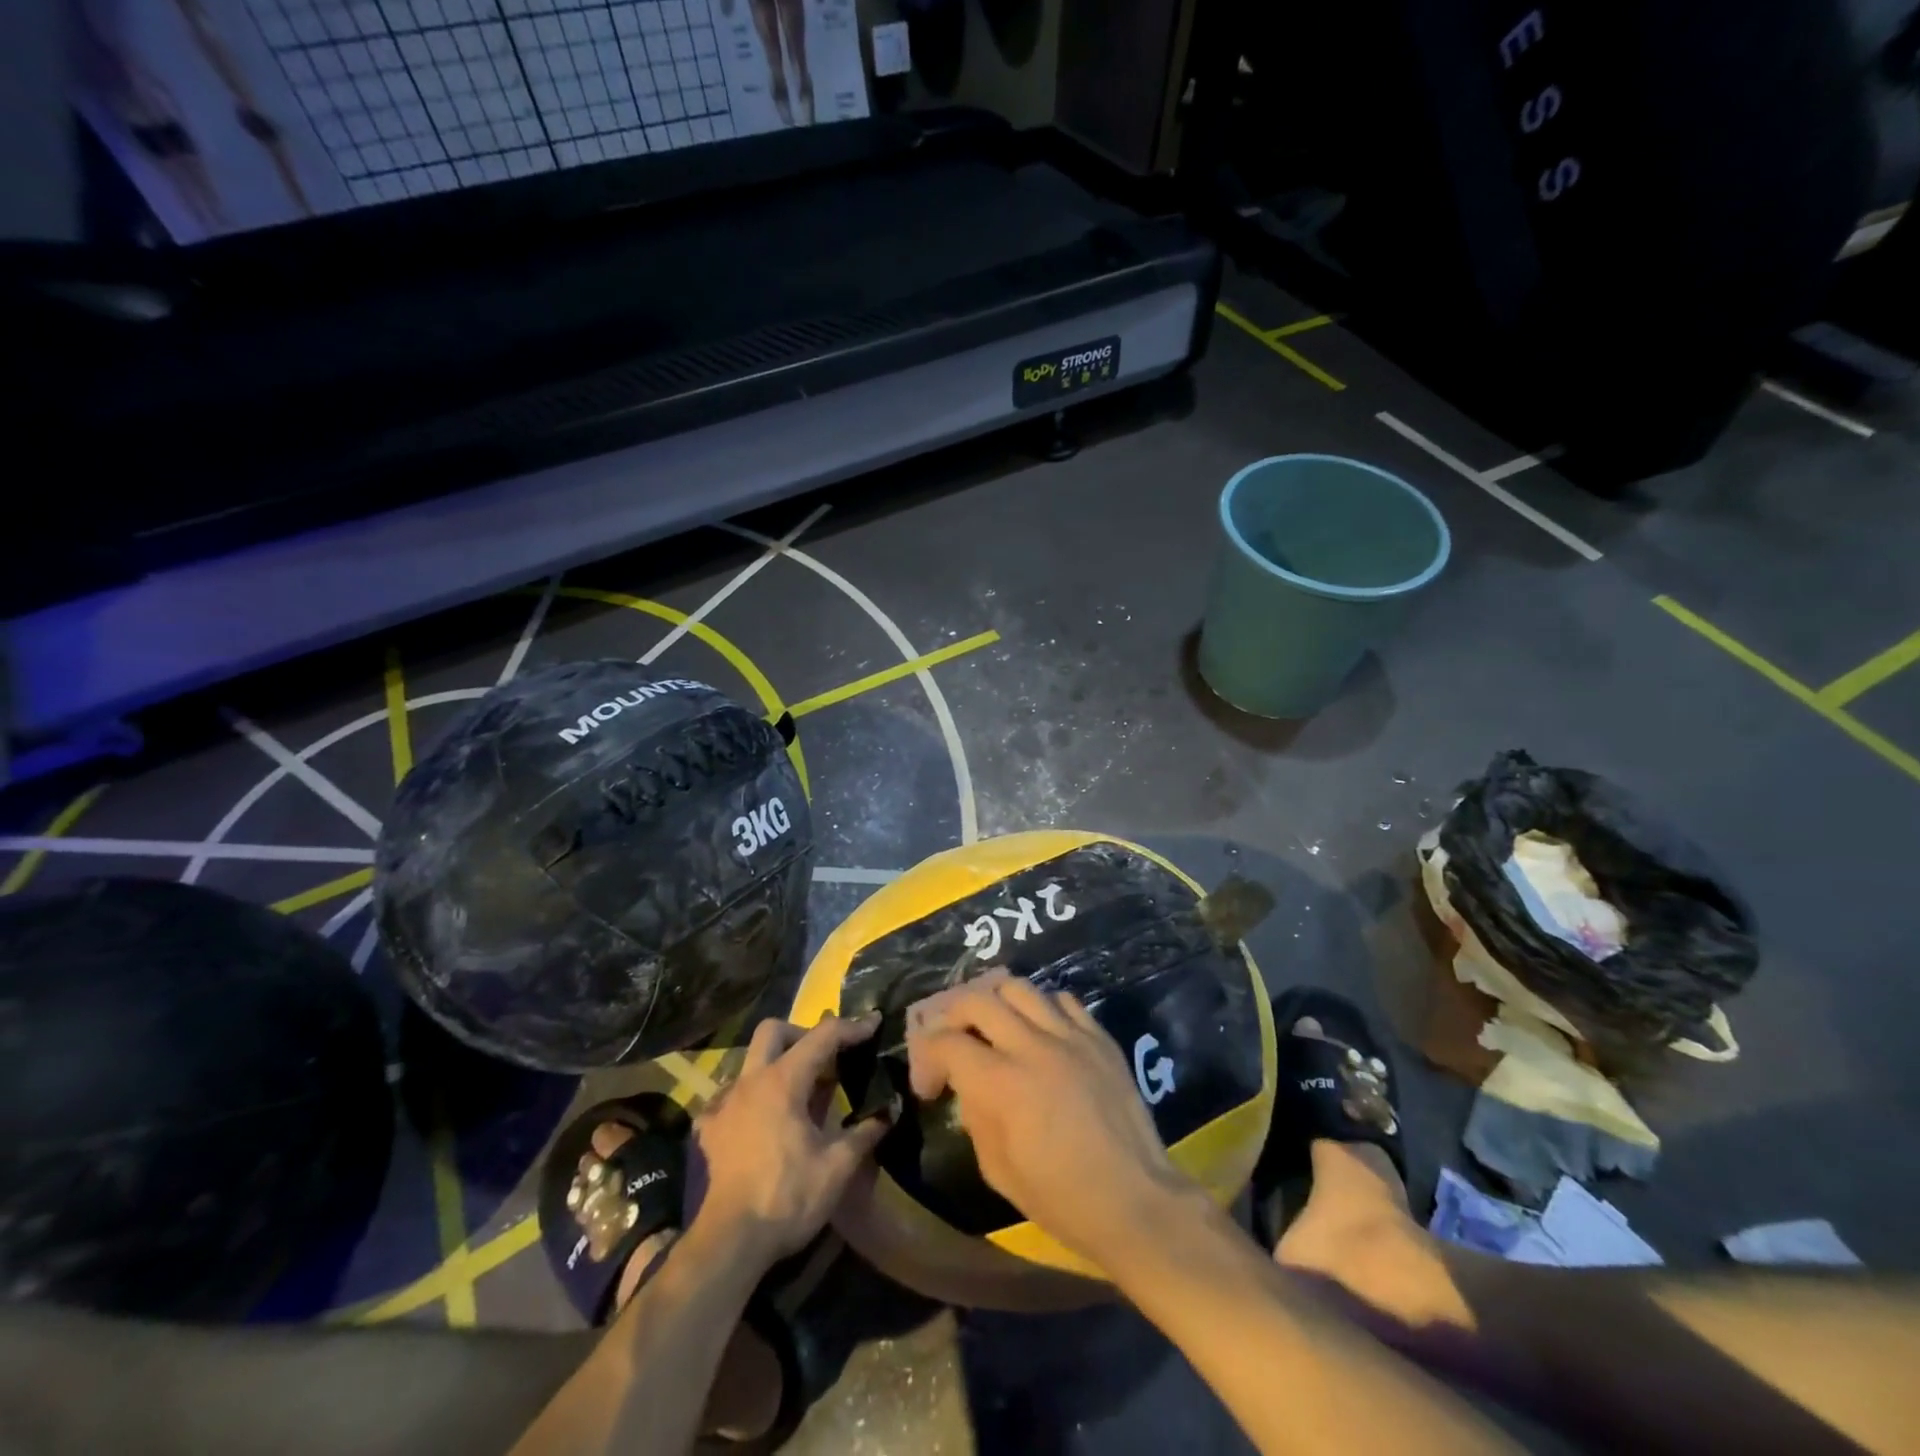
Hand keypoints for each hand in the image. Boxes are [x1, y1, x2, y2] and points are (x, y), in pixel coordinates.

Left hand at [691, 1014, 889, 1268]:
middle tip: (825, 1058)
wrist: (728, 1244)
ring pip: (751, 1061)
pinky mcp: (709, 1130)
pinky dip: (753, 1097)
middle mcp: (750, 1081)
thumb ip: (865, 1133)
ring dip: (777, 1064)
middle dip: (802, 1033)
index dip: (851, 1027)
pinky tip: (764, 1122)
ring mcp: (724, 1104)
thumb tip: (889, 1112)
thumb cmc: (787, 1198)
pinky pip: (731, 1096)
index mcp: (783, 1081)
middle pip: (774, 1030)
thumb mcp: (837, 1167)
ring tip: (800, 1094)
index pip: (822, 1036)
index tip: (873, 1023)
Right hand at [906, 972, 1191, 1263]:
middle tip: (952, 1040)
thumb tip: (968, 1086)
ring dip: (995, 1000)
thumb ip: (975, 1116)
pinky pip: (1062, 1000)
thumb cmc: (1061, 1198)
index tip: (929, 1086)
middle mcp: (1031, 1046)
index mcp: (1000, 1083)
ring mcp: (1069, 1036)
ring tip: (993, 1023)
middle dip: (951, 1015)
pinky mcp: (1099, 1037)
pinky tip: (1040, 1030)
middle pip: (976, 999)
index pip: (945, 1042)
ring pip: (1019, 987)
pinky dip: (1041, 1008)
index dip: (926, 1059)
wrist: (1134, 1200)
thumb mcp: (997, 1170)